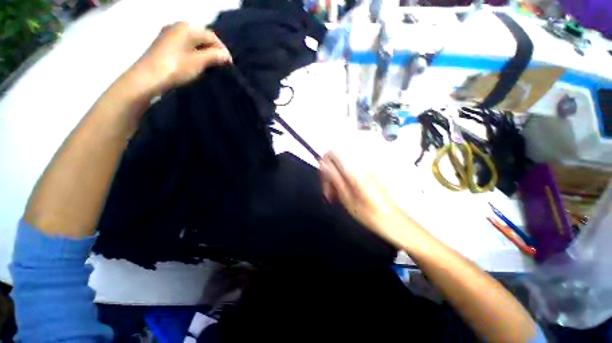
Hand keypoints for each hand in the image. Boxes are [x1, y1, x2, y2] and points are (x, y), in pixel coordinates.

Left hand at [129, 22, 231, 96]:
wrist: (148, 78)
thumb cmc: (176, 67)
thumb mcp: (199, 62)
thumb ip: (215, 56)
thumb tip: (226, 56)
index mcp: (187, 27)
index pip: (212, 36)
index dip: (223, 50)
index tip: (230, 64)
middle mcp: (177, 26)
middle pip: (202, 37)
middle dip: (213, 51)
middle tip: (221, 65)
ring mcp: (169, 34)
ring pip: (193, 42)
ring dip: (204, 53)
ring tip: (211, 66)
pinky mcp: (164, 44)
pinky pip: (185, 46)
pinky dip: (194, 53)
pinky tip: (197, 64)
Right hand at [319, 151, 424, 247]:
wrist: (394, 221)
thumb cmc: (370, 215)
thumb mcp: (347, 198)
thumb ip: (334, 177)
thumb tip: (323, 164)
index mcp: (354, 170)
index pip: (332, 153)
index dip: (324, 165)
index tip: (324, 181)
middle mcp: (360, 164)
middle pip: (336, 159)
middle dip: (329, 174)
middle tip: (329, 193)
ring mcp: (366, 168)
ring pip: (342, 166)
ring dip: (336, 178)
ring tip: (337, 195)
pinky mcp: (368, 173)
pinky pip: (350, 171)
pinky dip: (344, 179)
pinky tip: (345, 193)